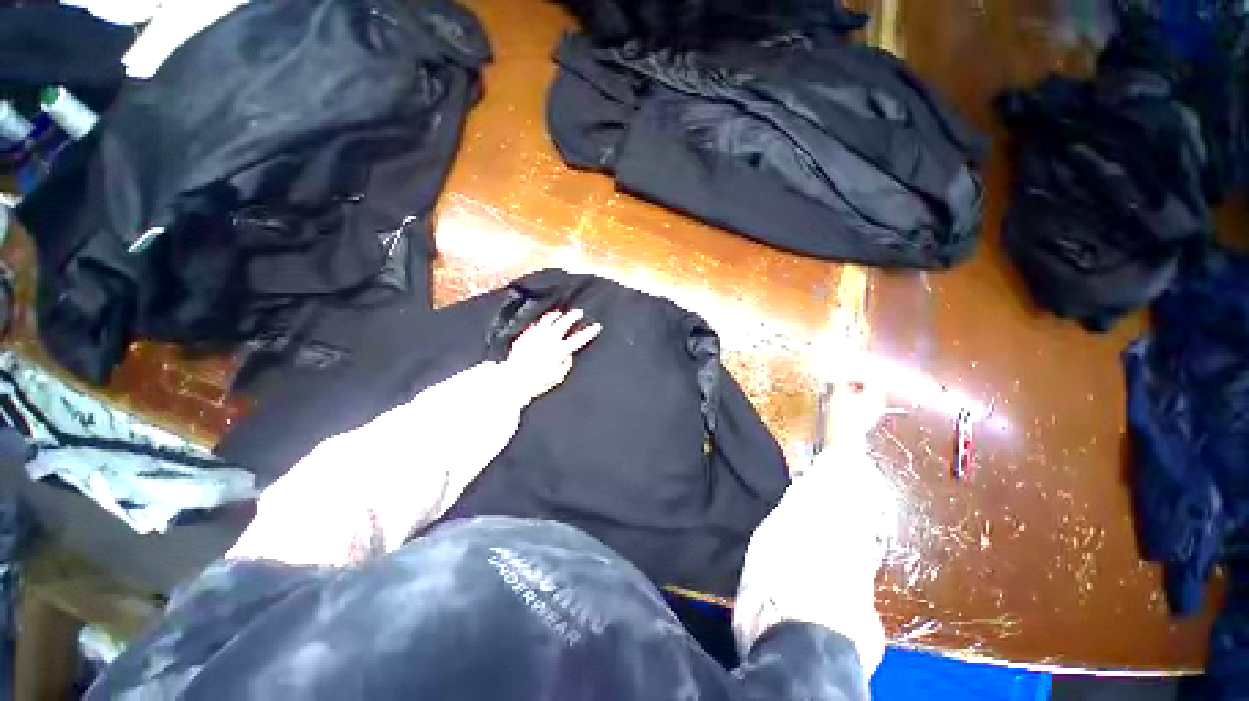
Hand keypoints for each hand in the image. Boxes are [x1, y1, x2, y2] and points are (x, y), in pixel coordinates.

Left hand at [502, 309, 601, 404]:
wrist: (513, 379)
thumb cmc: (537, 382)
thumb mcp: (557, 378)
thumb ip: (566, 365)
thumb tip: (569, 355)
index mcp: (560, 350)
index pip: (579, 338)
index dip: (589, 332)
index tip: (597, 326)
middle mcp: (549, 339)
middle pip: (564, 322)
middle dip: (574, 316)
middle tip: (579, 313)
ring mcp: (536, 335)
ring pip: (548, 319)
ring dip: (556, 315)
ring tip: (560, 314)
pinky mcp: (525, 336)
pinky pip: (535, 324)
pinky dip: (542, 322)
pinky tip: (542, 323)